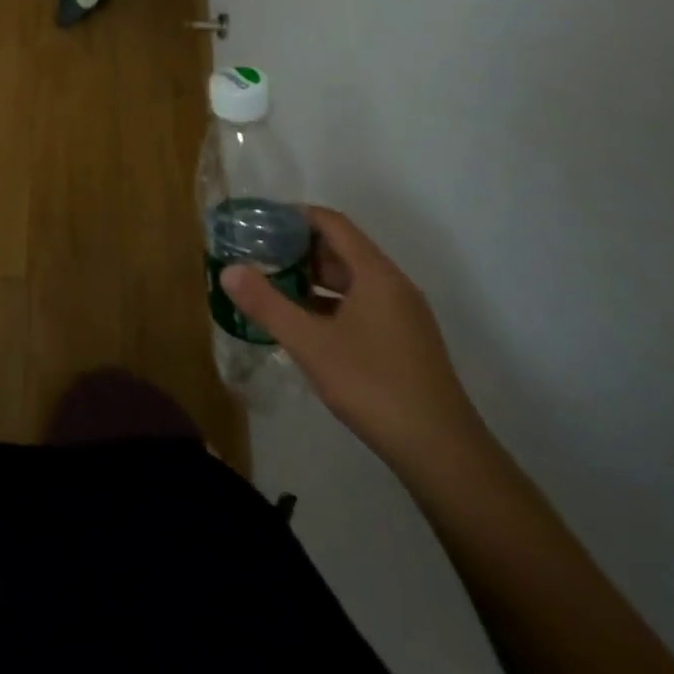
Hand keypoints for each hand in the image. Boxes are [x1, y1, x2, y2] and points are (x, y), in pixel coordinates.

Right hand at [221, 207, 482, 472]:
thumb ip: (266, 304)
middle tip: (258, 257)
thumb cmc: (374, 386)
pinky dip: (330, 305)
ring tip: (273, 289)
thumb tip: (228, 270)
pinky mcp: (406, 344)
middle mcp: (394, 286)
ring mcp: (404, 317)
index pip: (332, 223)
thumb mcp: (310, 344)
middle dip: (298, 250)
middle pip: (341, 250)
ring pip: (351, 281)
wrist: (445, 457)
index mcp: (376, 274)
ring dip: (312, 280)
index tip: (259, 223)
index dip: (294, 216)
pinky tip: (305, 327)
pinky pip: (361, 306)